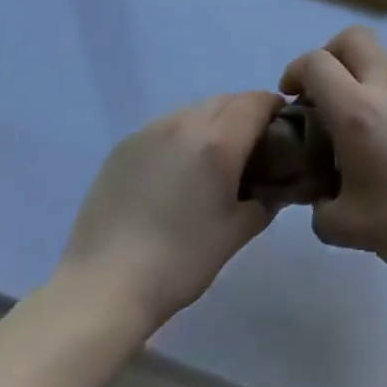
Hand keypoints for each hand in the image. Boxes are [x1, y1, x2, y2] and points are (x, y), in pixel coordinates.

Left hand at [58, 91, 283, 329]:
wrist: (104, 285)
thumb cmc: (181, 261)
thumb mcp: (236, 233)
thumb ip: (265, 201)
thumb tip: (275, 188)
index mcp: (218, 140)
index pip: (256, 102)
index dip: (274, 108)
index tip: (282, 130)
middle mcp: (185, 122)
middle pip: (227, 100)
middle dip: (245, 115)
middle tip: (252, 148)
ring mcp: (150, 130)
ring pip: (195, 110)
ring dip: (213, 123)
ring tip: (212, 161)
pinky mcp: (124, 145)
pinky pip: (165, 126)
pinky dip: (182, 136)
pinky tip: (176, 172)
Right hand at [281, 27, 386, 277]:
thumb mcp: (347, 228)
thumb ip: (320, 210)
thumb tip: (321, 200)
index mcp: (357, 110)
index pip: (316, 63)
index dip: (294, 72)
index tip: (289, 99)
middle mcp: (386, 88)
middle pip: (352, 38)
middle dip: (327, 54)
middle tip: (319, 93)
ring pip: (378, 57)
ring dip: (355, 73)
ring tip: (348, 121)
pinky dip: (378, 93)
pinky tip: (381, 140)